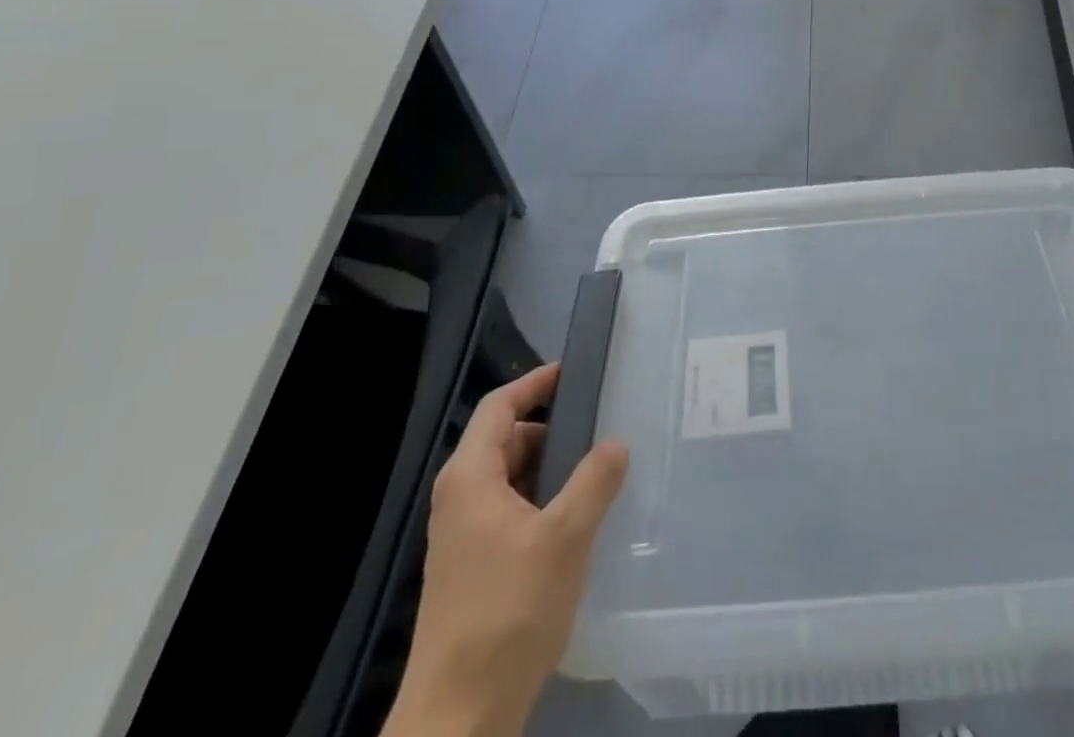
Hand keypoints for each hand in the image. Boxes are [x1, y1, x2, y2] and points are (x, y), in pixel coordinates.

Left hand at [383, 364, 629, 736]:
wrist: (457, 718)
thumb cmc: (509, 612)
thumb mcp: (565, 538)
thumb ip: (594, 481)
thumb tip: (615, 443)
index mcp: (470, 477)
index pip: (499, 405)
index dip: (536, 382)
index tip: (574, 372)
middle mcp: (459, 498)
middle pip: (505, 440)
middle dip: (550, 430)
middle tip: (598, 428)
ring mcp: (462, 536)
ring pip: (508, 479)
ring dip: (548, 470)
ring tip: (594, 475)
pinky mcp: (470, 568)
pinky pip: (508, 511)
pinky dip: (539, 502)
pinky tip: (574, 523)